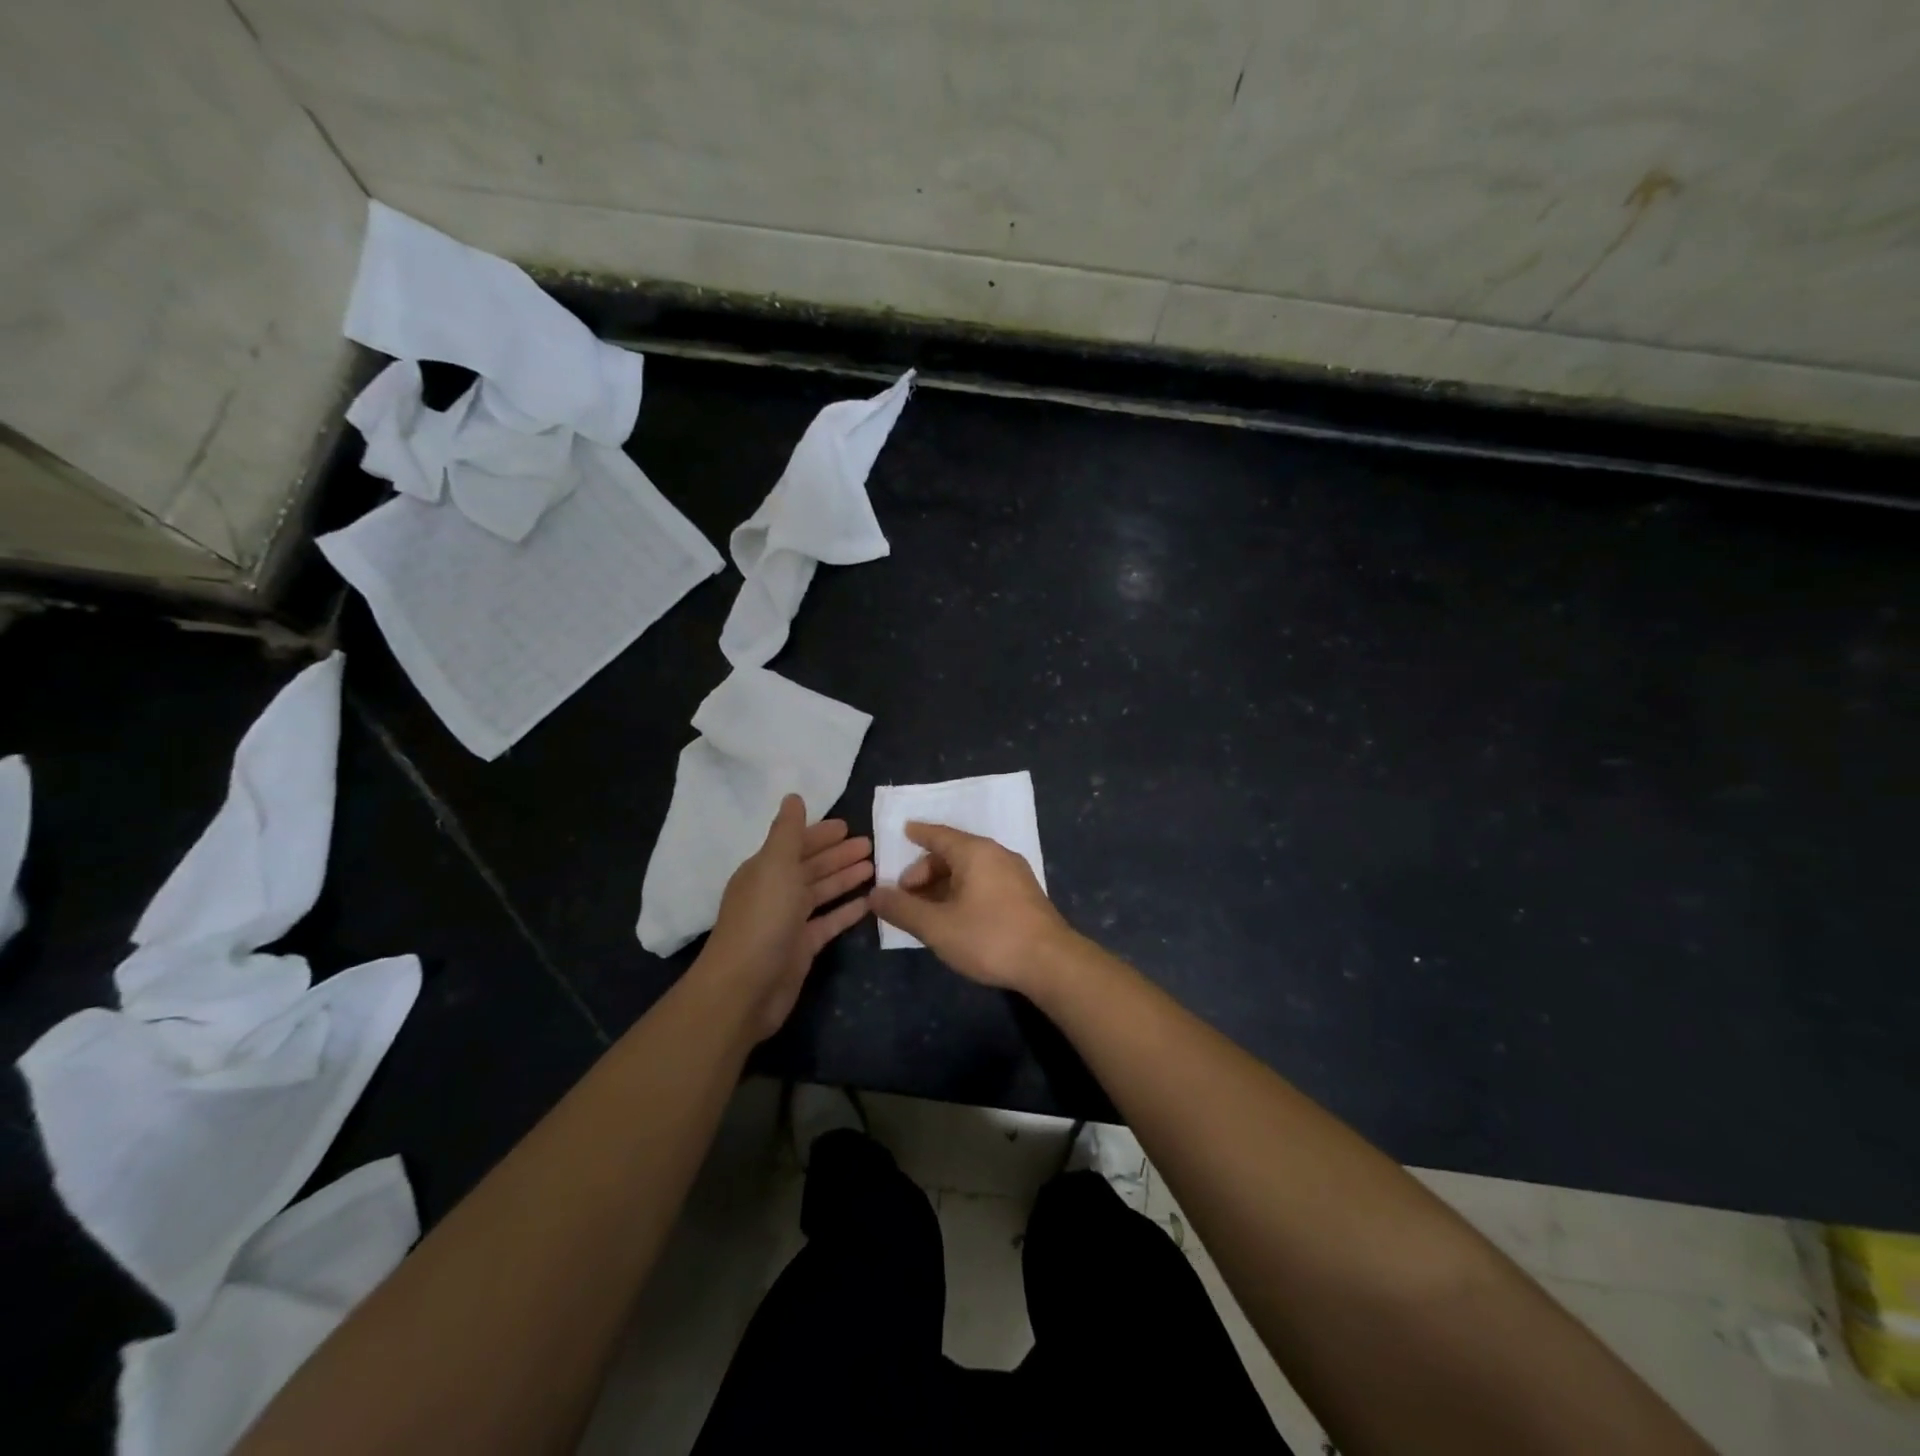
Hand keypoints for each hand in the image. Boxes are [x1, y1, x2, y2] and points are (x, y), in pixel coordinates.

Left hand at [700, 795, 872, 1040]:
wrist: (745, 988)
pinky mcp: (802, 948)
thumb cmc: (762, 919)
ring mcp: (789, 921)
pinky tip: (869, 902)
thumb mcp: (775, 866)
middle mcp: (776, 892)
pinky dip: (847, 911)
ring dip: (845, 878)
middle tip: (871, 844)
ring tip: (875, 867)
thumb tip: (793, 797)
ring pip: (821, 893)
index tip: (848, 825)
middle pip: (811, 867)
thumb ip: (788, 832)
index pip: (796, 844)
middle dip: (838, 854)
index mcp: (765, 870)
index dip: (820, 834)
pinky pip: (829, 922)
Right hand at [869, 822, 1076, 992]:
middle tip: (906, 894)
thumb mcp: (937, 927)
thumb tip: (874, 894)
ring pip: (970, 870)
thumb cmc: (989, 937)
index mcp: (975, 852)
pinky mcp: (1025, 895)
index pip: (939, 834)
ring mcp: (1015, 874)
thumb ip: (903, 909)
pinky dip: (963, 891)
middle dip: (926, 870)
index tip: (903, 831)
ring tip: (926, 909)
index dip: (919, 834)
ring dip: (944, 884)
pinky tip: (956, 916)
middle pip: (953, 853)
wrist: (1051, 963)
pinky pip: (985, 882)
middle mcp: (997, 854)